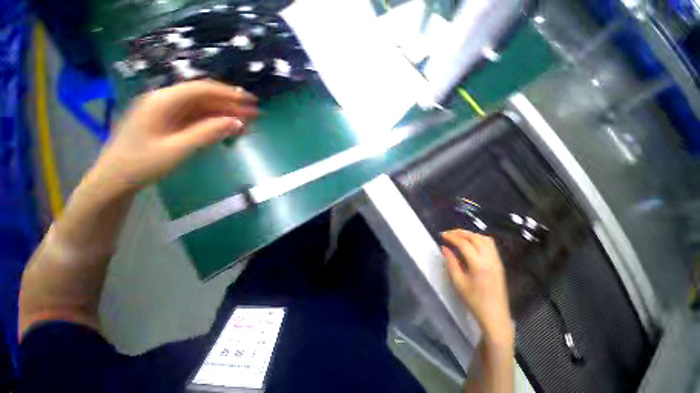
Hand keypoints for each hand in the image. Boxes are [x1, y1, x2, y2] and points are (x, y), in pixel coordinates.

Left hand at [92, 80, 257, 192]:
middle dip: (230, 104)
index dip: (229, 94)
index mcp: (163, 101)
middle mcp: (164, 100)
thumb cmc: (142, 164)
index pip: (202, 89)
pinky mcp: (168, 122)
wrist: (115, 178)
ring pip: (201, 108)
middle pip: (203, 97)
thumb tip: (236, 123)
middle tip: (254, 114)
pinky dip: (213, 122)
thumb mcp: (178, 149)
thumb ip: (208, 133)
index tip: (251, 101)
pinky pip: (195, 118)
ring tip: (246, 123)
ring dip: (224, 114)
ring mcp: (166, 111)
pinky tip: (227, 128)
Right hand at [441, 230, 512, 344]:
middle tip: (448, 234)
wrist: (495, 315)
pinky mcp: (499, 263)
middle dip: (460, 233)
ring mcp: (497, 261)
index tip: (442, 235)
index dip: (452, 237)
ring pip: (484, 239)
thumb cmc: (474, 300)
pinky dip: (479, 239)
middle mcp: (489, 259)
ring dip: (470, 235)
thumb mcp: (458, 282)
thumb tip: (444, 248)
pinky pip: (490, 245)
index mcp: (478, 264)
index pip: (464, 243)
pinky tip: (471, 244)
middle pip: (475, 238)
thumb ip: (451, 262)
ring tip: (459, 236)